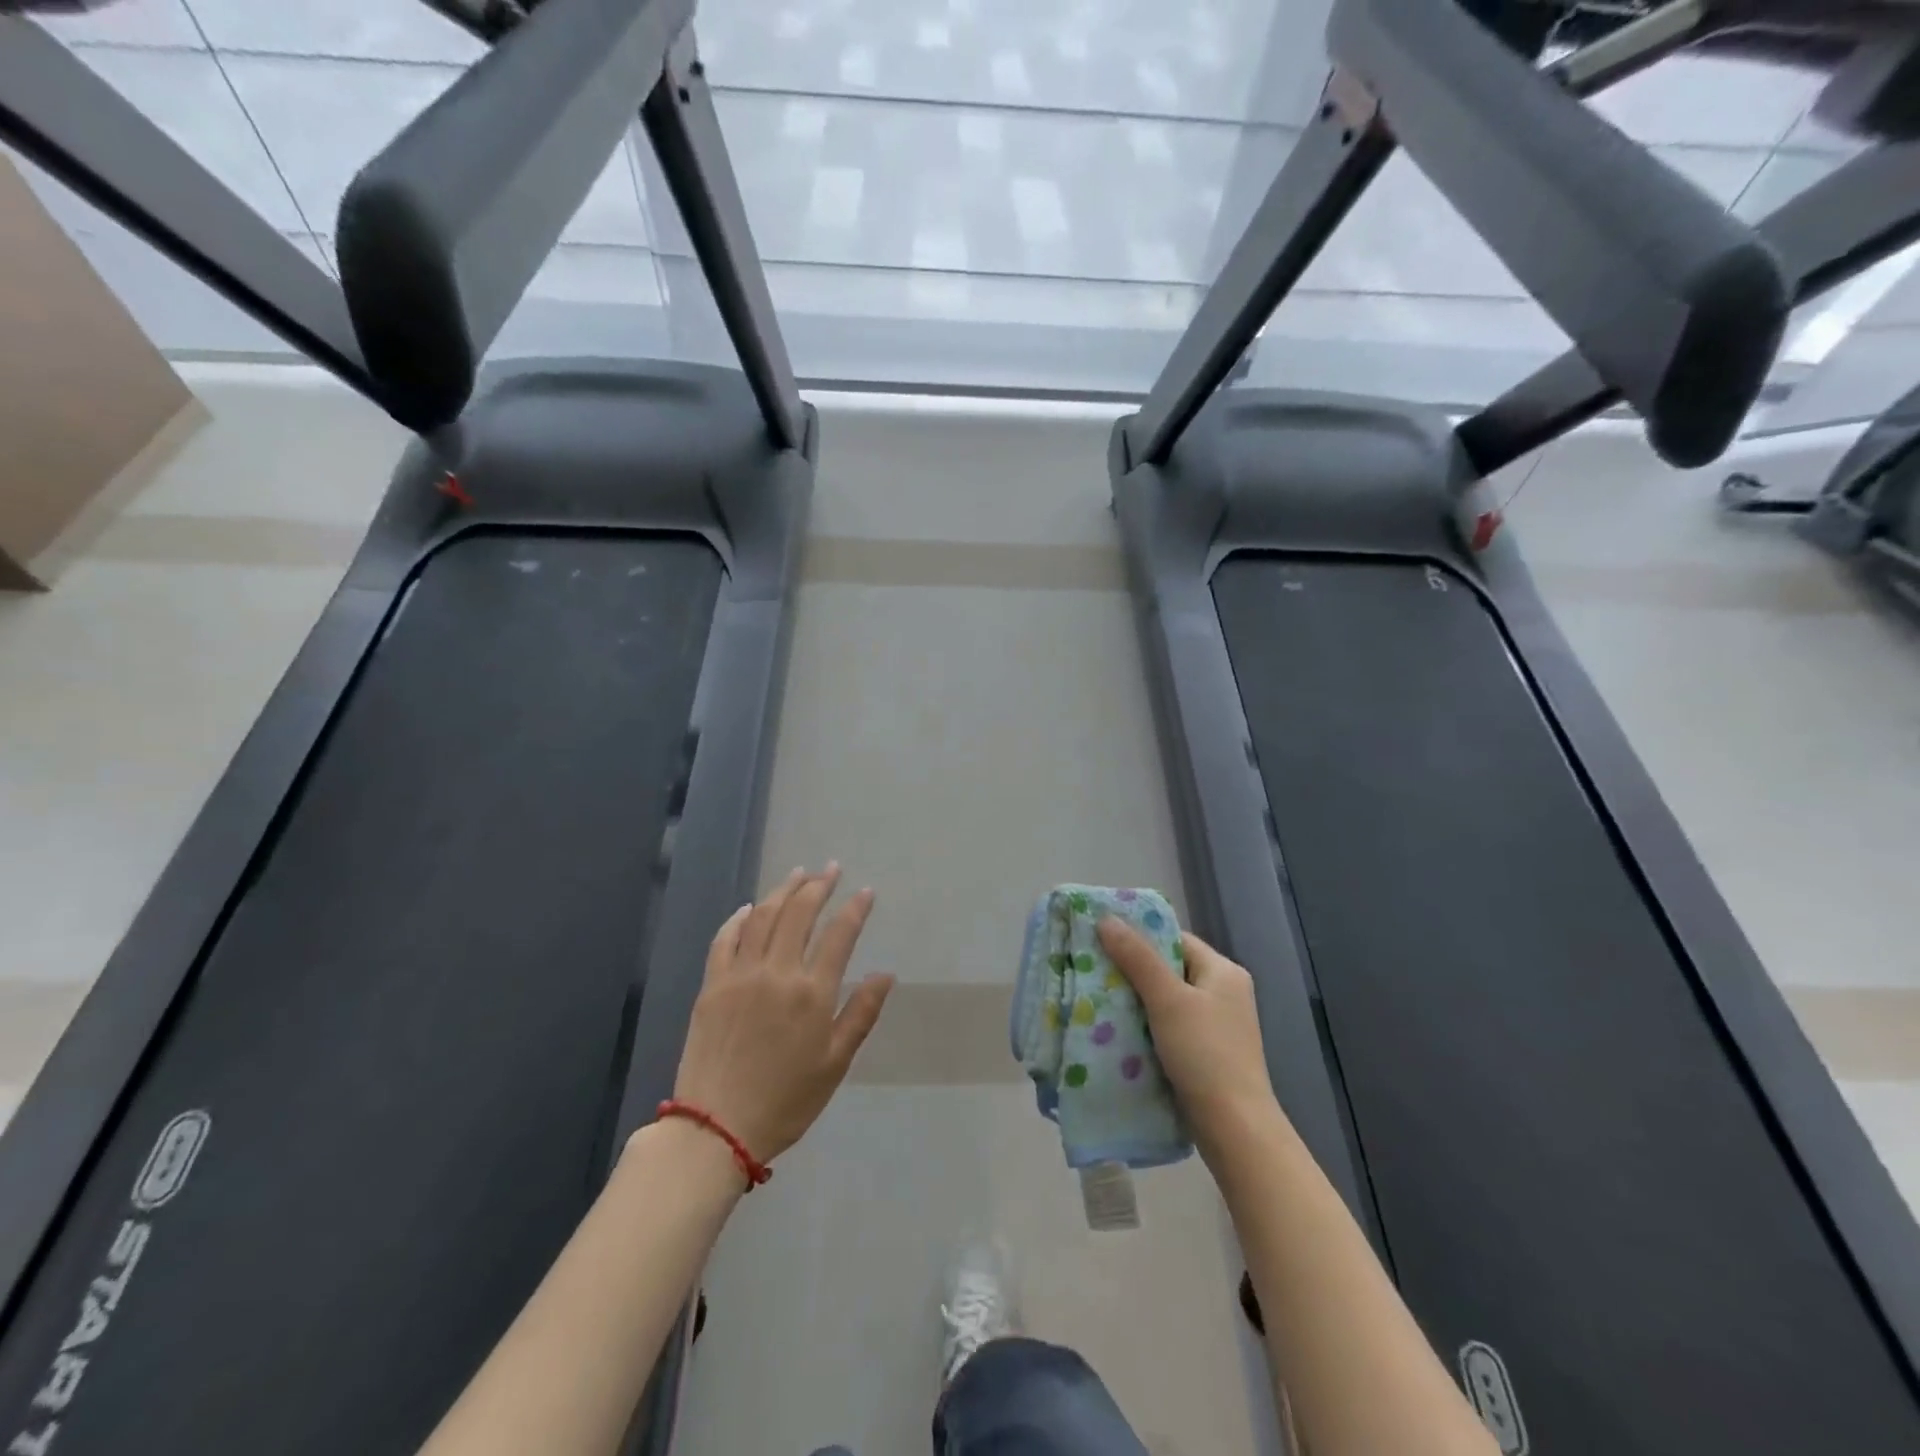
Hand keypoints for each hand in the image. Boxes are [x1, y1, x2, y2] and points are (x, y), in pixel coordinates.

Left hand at [671, 865, 892, 1164]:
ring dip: (783, 890)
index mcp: (812, 993)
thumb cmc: (786, 1100)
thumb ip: (861, 1013)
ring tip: (799, 874)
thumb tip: (886, 974)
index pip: (840, 935)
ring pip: (763, 917)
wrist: (716, 1128)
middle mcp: (777, 972)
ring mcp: (740, 975)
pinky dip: (739, 918)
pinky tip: (750, 907)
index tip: (867, 891)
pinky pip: (725, 939)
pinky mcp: (712, 985)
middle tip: (831, 869)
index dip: (856, 908)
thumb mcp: (835, 1063)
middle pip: (800, 913)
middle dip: (819, 886)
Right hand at [1097, 919, 1278, 1158]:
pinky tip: (1120, 1031)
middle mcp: (1224, 992)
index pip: (1175, 939)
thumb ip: (1137, 958)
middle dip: (1133, 971)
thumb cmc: (1205, 1053)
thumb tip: (1106, 918)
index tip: (1103, 941)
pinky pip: (1170, 1026)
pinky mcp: (1207, 1053)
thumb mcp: (1167, 999)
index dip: (1140, 938)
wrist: (1234, 1128)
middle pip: (1170, 968)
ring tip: (1099, 999)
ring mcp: (1217, 1025)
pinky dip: (1147, 1025)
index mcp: (1223, 971)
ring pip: (1167, 1000)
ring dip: (1137, 1000)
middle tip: (1094, 971)